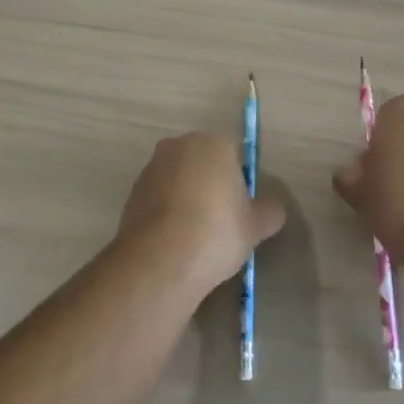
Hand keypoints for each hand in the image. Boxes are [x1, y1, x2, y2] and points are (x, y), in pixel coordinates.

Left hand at [118, 132, 284, 297]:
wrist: (161, 260)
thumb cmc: (217, 232)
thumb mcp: (257, 226)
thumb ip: (270, 211)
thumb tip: (272, 207)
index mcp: (214, 143)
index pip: (234, 157)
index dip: (240, 184)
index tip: (240, 212)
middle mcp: (180, 145)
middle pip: (203, 164)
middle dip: (211, 186)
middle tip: (220, 223)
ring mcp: (152, 167)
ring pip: (179, 180)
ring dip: (187, 198)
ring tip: (195, 236)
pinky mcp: (132, 192)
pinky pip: (159, 198)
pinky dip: (167, 212)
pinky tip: (174, 241)